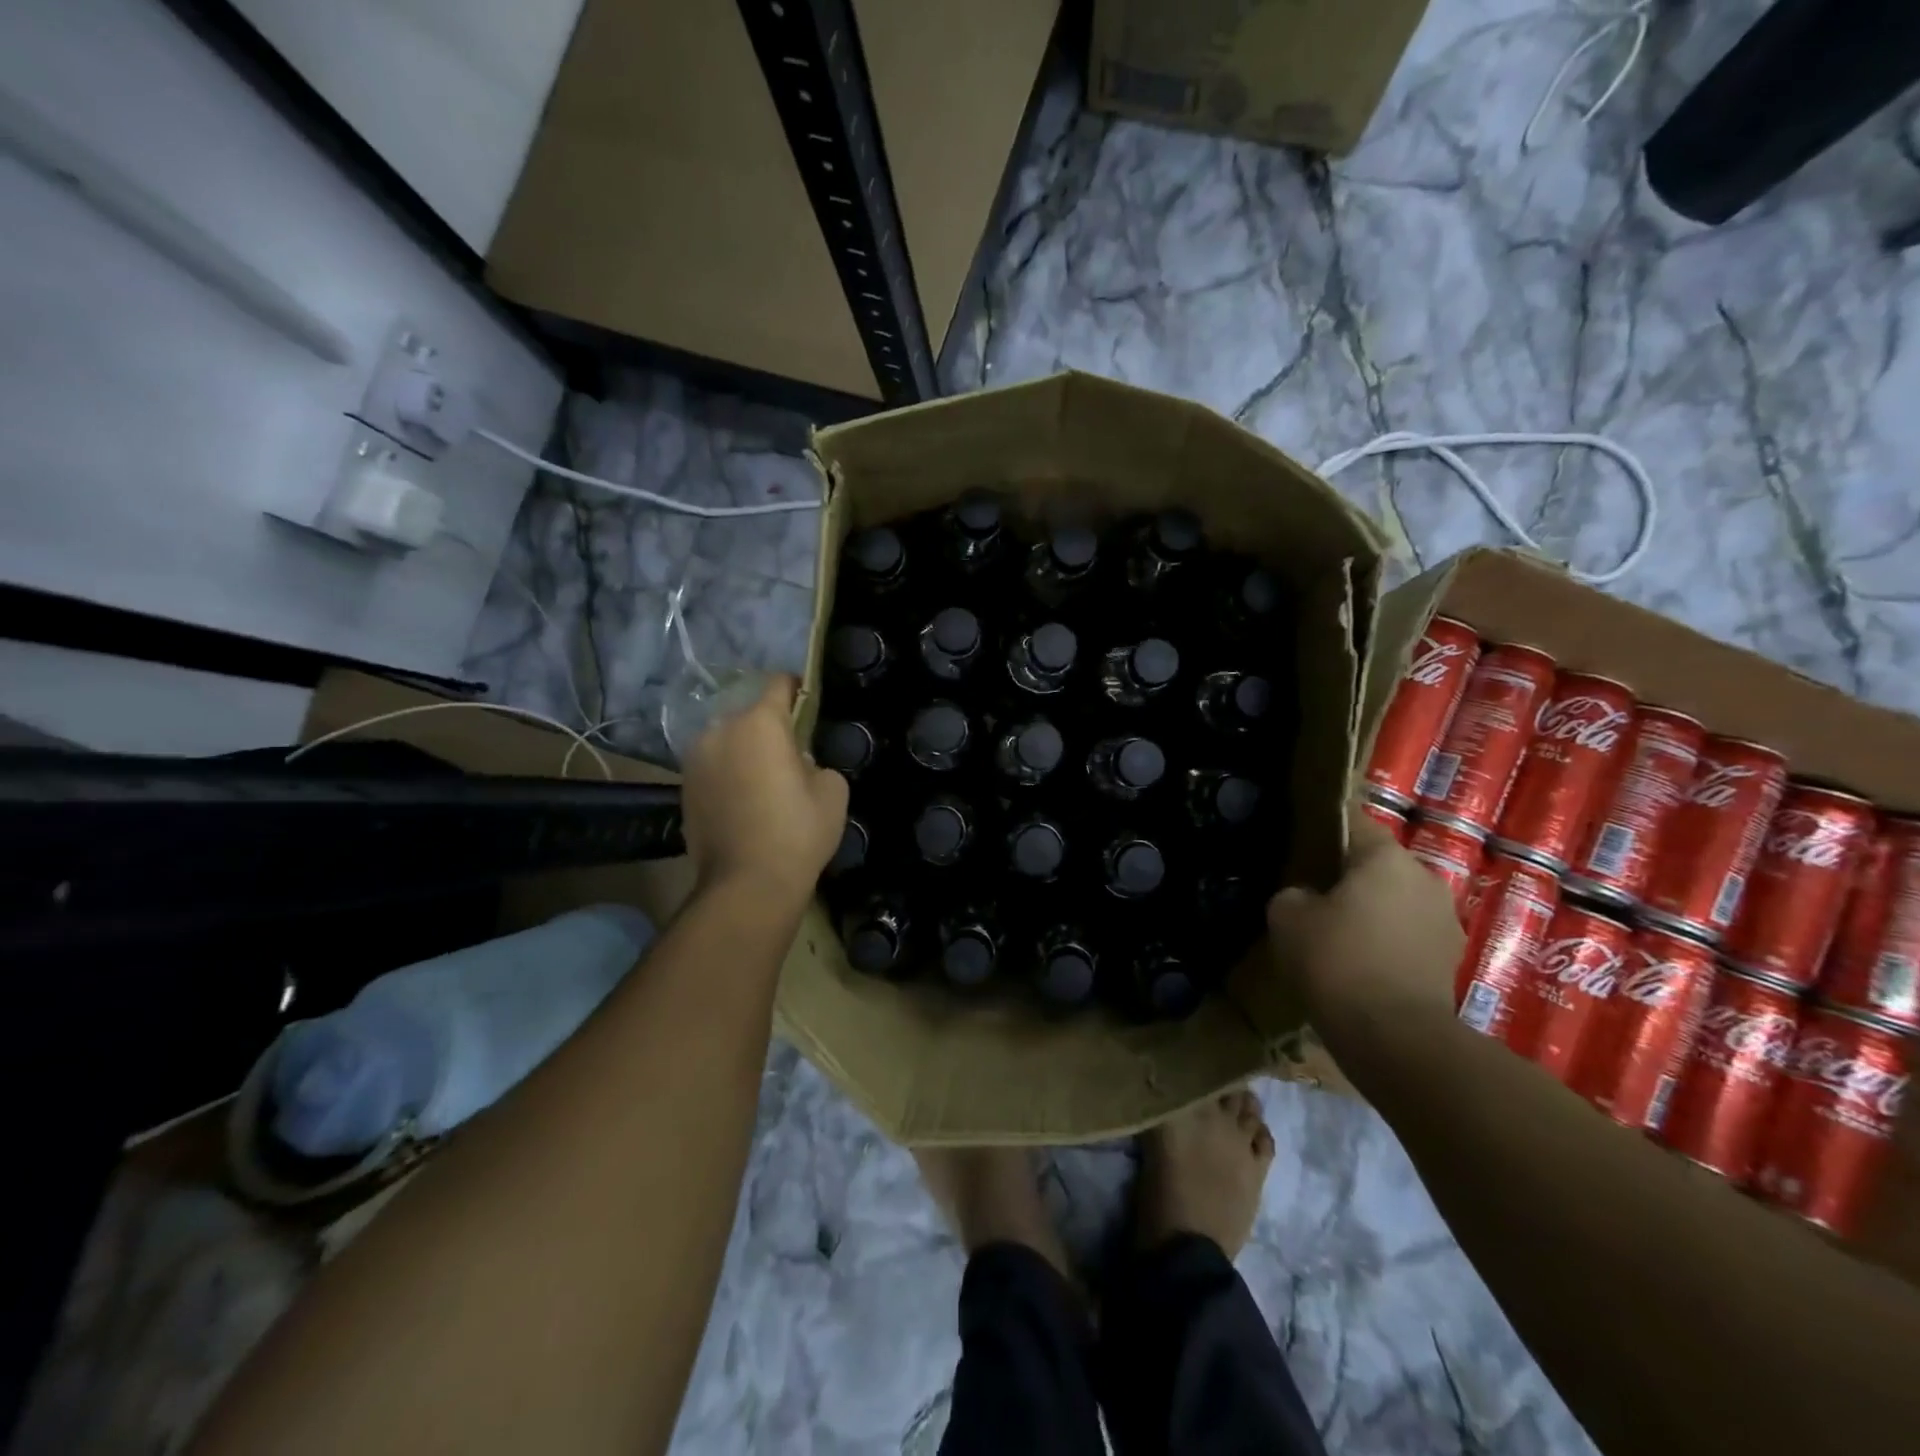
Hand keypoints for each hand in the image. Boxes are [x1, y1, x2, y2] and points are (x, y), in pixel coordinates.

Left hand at [680, 674, 848, 905]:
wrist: (746, 885)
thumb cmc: (797, 831)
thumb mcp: (832, 790)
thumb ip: (817, 762)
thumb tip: (799, 764)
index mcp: (759, 723)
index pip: (778, 684)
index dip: (798, 688)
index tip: (810, 702)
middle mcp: (719, 730)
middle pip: (750, 715)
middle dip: (771, 728)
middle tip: (792, 755)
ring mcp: (695, 760)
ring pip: (728, 741)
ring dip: (746, 751)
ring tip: (765, 782)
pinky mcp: (684, 788)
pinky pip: (713, 767)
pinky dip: (729, 774)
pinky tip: (745, 802)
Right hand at [1265, 805, 1463, 1050]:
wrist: (1395, 1038)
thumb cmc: (1337, 960)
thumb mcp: (1287, 915)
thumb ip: (1294, 892)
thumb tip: (1307, 896)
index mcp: (1387, 857)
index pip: (1353, 823)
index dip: (1323, 831)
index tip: (1299, 846)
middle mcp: (1425, 878)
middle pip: (1377, 865)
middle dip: (1347, 876)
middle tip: (1311, 894)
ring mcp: (1445, 921)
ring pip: (1395, 901)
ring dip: (1370, 911)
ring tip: (1334, 933)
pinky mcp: (1450, 960)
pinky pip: (1407, 935)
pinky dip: (1385, 942)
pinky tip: (1357, 963)